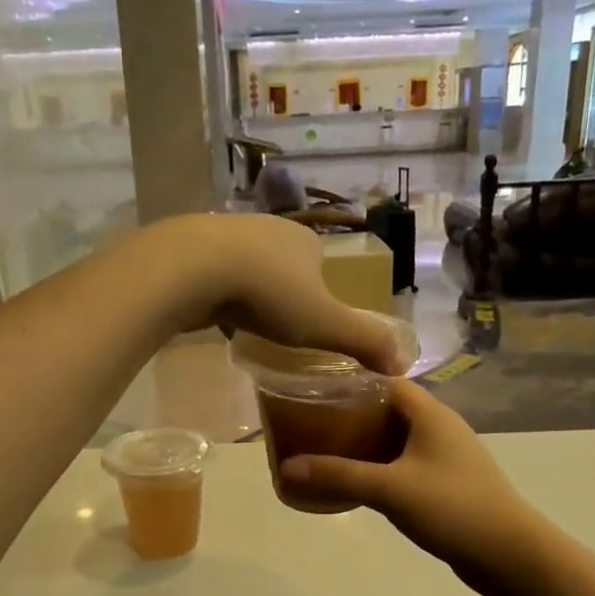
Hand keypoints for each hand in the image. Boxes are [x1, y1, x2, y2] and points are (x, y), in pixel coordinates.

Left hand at [152, 214, 406, 373]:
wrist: (192, 269)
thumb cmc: (267, 294)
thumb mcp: (324, 324)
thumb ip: (363, 342)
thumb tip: (403, 365)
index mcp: (304, 240)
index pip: (320, 268)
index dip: (320, 297)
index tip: (311, 327)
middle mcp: (268, 229)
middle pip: (282, 267)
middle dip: (282, 296)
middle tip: (278, 332)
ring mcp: (226, 234)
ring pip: (245, 269)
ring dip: (247, 293)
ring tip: (245, 325)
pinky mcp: (191, 248)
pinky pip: (213, 276)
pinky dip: (217, 294)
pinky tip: (212, 315)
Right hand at [278, 379, 551, 595]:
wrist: (510, 554)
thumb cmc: (452, 508)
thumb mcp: (390, 489)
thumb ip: (339, 475)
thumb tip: (287, 467)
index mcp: (432, 415)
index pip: (387, 381)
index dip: (353, 381)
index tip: (315, 389)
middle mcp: (441, 428)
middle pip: (390, 409)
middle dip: (353, 414)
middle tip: (313, 423)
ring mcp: (447, 458)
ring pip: (398, 440)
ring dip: (367, 443)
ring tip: (326, 450)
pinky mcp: (448, 484)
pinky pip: (406, 466)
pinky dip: (381, 468)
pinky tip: (359, 483)